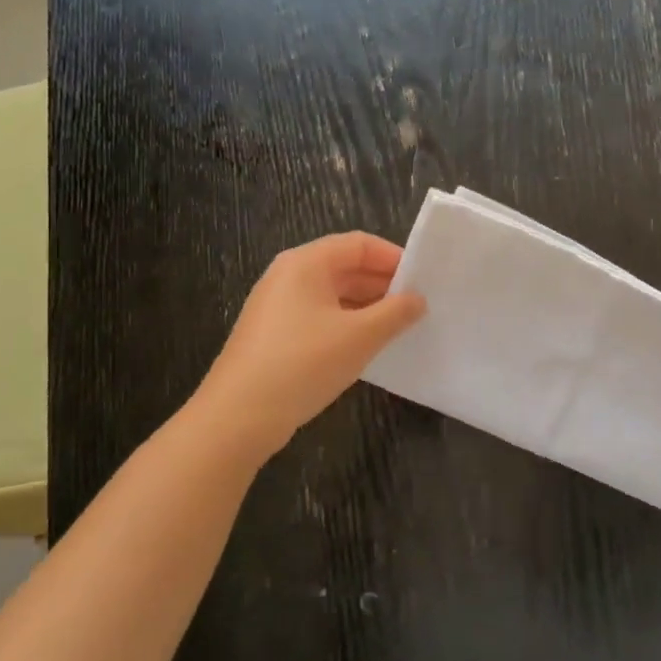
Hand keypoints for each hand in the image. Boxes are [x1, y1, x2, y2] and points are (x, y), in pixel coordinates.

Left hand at [194, 232, 425, 464]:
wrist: (238, 417)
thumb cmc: (303, 363)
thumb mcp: (360, 336)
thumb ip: (396, 313)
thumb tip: (418, 300)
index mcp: (306, 263)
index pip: (359, 244)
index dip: (393, 257)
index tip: (423, 280)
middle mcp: (288, 276)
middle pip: (344, 266)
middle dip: (382, 283)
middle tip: (417, 306)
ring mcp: (277, 306)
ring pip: (333, 294)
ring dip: (367, 306)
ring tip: (398, 327)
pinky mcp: (274, 335)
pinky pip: (319, 317)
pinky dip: (347, 324)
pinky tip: (365, 347)